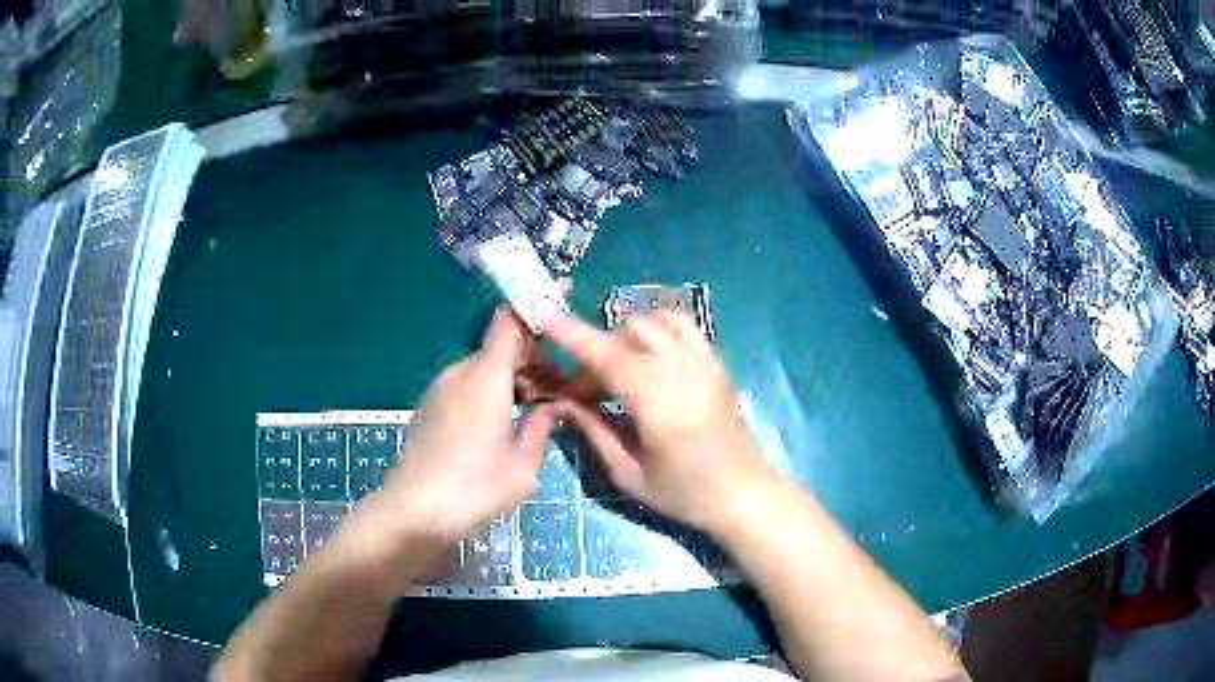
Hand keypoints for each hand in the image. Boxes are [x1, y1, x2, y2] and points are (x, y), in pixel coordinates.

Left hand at [354, 309, 556, 553]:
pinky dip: (495, 389)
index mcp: (485, 377)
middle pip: (502, 345)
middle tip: (566, 385)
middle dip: (536, 356)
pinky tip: (509, 419)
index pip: (510, 321)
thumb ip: (541, 427)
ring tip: (542, 406)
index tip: (563, 291)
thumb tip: (555, 407)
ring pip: (486, 366)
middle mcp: (460, 373)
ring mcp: (441, 389)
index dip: (535, 302)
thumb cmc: (473, 490)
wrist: (413, 513)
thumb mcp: (522, 466)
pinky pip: (470, 383)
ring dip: (516, 376)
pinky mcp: (432, 406)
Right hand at [539, 310, 775, 533]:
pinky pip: (681, 324)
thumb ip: (594, 431)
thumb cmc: (685, 494)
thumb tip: (560, 402)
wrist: (743, 492)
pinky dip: (655, 327)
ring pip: (651, 322)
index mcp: (658, 404)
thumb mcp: (629, 475)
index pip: (607, 357)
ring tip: (616, 372)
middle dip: (594, 353)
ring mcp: (702, 361)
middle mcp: (682, 371)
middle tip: (583, 391)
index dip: (571, 334)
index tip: (542, 313)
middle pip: (625, 336)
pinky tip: (646, 354)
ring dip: (623, 338)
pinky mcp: (715, 360)